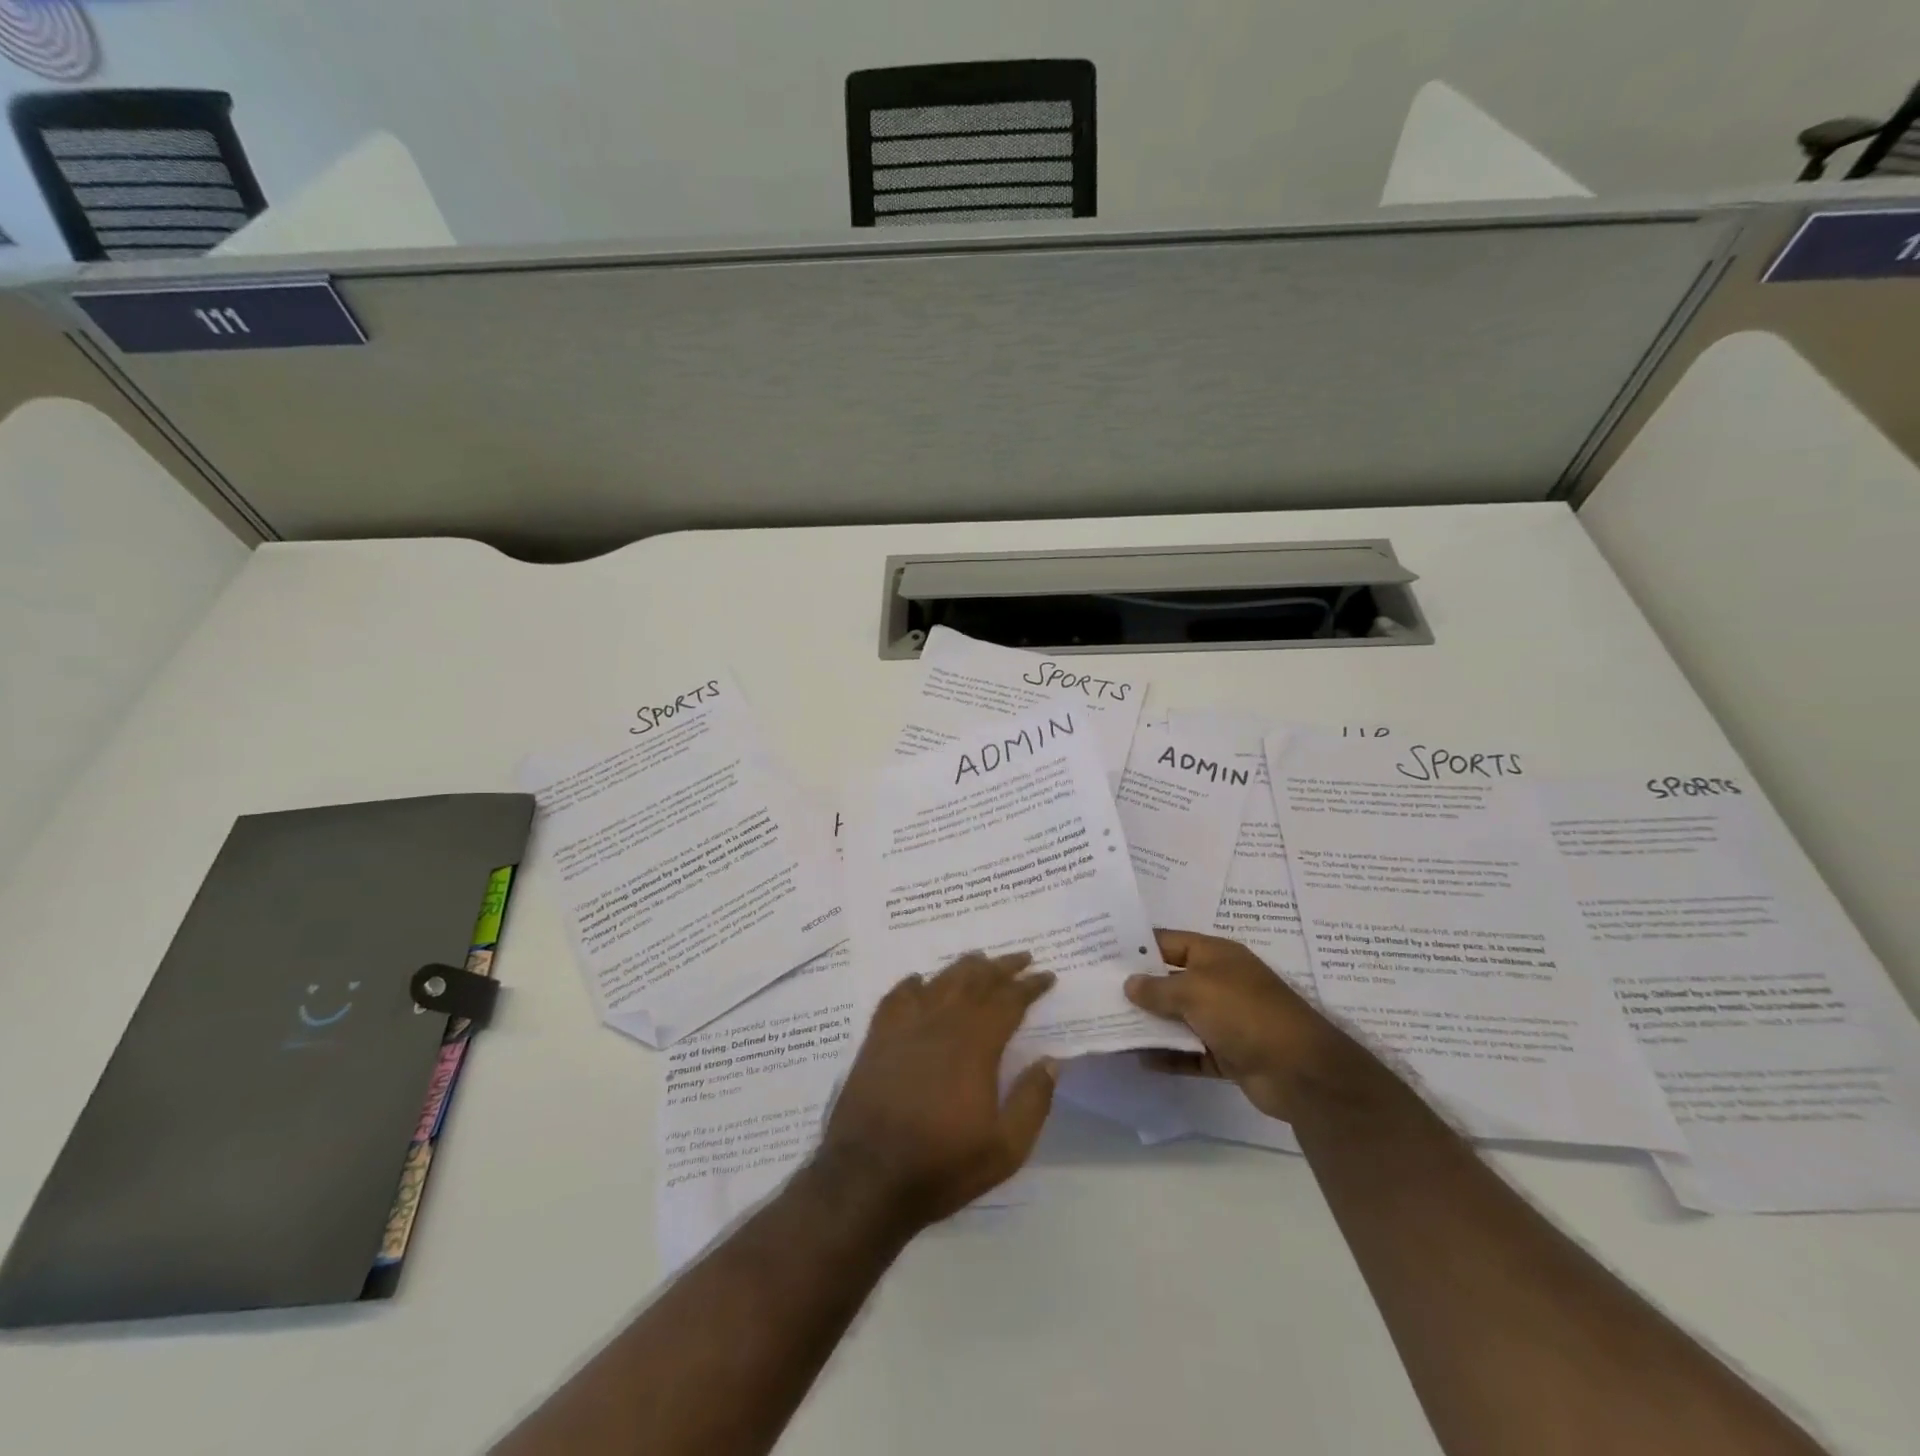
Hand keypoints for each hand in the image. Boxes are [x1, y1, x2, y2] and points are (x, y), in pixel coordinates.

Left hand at [817, 951, 1057, 1233]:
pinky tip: (919, 981)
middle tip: (1021, 957)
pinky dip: (912, 983)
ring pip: (940, 981)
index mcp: (975, 1045)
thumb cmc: (941, 1166)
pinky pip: (897, 996)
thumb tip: (1052, 1061)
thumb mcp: (1004, 1150)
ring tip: (979, 959)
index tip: (1047, 975)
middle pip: (976, 980)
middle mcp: (942, 1023)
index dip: (1030, 985)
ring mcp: (905, 1027)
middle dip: (1001, 966)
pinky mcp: (877, 1038)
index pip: (1009, 1001)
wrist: (867, 1179)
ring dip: (963, 967)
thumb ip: (1032, 1102)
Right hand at [1125, 929, 1356, 1122]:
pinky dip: (1169, 1056)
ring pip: (1179, 1018)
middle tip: (1098, 992)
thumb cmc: (1244, 1013)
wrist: (1300, 1071)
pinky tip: (1141, 1060)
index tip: (1103, 953)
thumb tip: (1129, 984)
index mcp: (1215, 955)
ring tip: (1110, 1026)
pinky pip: (1190, 1052)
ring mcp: (1225, 1019)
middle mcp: (1219, 982)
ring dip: (1151, 1024)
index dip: (1138, 946)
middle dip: (1139, 987)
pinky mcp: (1228, 1054)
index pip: (1168, 942)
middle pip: (1171, 981)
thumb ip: (1157, 988)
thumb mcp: (1194, 991)